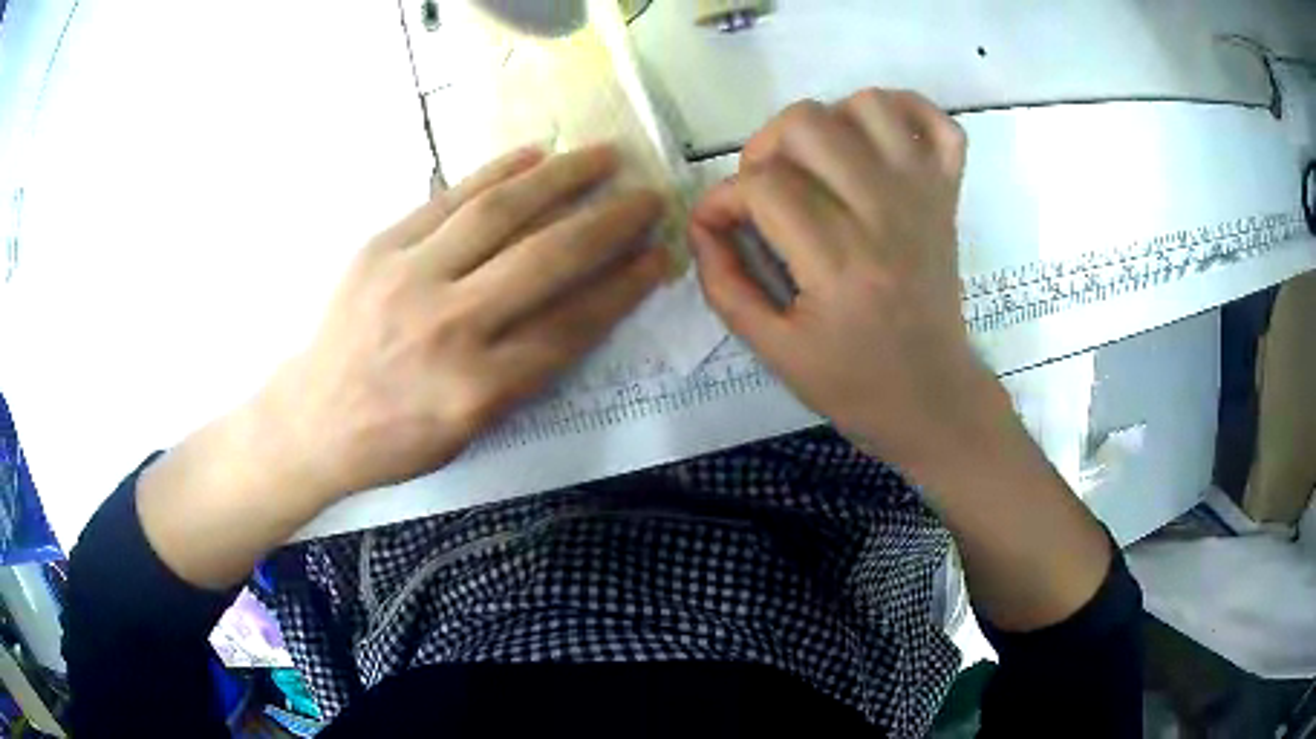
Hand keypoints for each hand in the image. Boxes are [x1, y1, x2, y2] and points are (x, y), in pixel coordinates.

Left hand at [261, 145, 668, 503]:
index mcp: (477, 389)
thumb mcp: (470, 430)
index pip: (571, 325)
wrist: (313, 418)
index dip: (623, 287)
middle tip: (648, 196)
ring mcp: (409, 278)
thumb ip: (525, 371)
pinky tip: (533, 154)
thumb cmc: (396, 439)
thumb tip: (578, 308)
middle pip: (545, 259)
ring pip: (499, 213)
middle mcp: (448, 327)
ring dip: (561, 178)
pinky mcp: (380, 247)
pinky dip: (496, 172)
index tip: (658, 256)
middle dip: (609, 222)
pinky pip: (448, 199)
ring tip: (603, 156)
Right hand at [689, 90, 1003, 480]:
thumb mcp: (772, 350)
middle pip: (807, 124)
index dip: (722, 199)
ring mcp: (924, 195)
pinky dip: (905, 112)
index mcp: (840, 262)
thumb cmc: (854, 383)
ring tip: (817, 165)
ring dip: (829, 123)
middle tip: (764, 192)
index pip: (762, 186)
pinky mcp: (948, 193)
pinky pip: (936, 121)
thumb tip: (703, 223)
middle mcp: (885, 213)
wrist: (933, 397)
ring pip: (868, 104)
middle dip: (764, 150)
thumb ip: (725, 283)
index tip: (716, 226)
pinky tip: (876, 141)